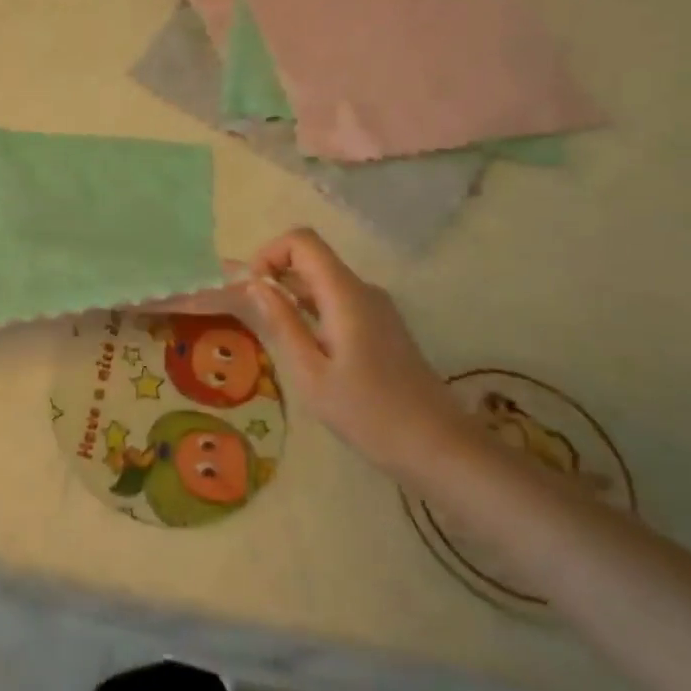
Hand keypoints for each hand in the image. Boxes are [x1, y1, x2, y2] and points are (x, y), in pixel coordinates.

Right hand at [239, 229, 466, 478]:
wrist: (441, 449)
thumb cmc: (370, 414)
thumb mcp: (311, 374)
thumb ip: (282, 323)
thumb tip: (255, 284)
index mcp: (345, 294)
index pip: (302, 241)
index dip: (269, 254)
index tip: (250, 290)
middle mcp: (363, 290)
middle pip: (311, 259)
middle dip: (274, 277)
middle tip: (249, 316)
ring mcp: (377, 308)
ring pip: (323, 282)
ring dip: (291, 297)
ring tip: (271, 336)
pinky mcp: (382, 327)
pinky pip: (338, 302)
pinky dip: (312, 312)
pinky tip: (304, 350)